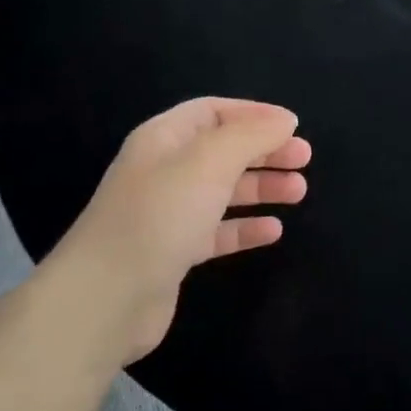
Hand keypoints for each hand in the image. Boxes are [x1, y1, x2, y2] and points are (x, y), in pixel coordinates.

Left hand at [50, 98, 309, 362]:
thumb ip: (250, 136)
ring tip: (298, 193)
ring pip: (223, 190)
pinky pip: (217, 231)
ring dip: (261, 188)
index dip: (254, 114)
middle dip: (264, 151)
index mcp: (164, 139)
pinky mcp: (174, 253)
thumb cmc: (159, 216)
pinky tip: (273, 231)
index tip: (293, 126)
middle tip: (304, 160)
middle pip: (222, 150)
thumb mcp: (208, 162)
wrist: (106, 299)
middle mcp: (164, 170)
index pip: (213, 111)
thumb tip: (284, 120)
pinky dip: (245, 228)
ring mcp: (168, 213)